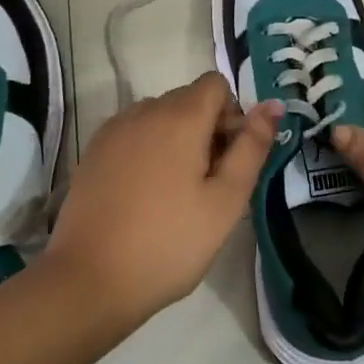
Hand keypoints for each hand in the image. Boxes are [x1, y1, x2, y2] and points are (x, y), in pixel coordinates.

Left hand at [47, 72, 282, 328]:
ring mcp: (114, 130)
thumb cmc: (169, 242)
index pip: (216, 84)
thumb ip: (252, 148)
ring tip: (176, 192)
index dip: (232, 114)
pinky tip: (145, 194)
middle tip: (209, 183)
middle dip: (207, 128)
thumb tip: (273, 105)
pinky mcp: (94, 151)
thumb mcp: (225, 201)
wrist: (89, 279)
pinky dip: (148, 149)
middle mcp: (144, 111)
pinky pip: (133, 133)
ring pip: (159, 116)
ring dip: (176, 138)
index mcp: (180, 117)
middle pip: (187, 99)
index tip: (230, 158)